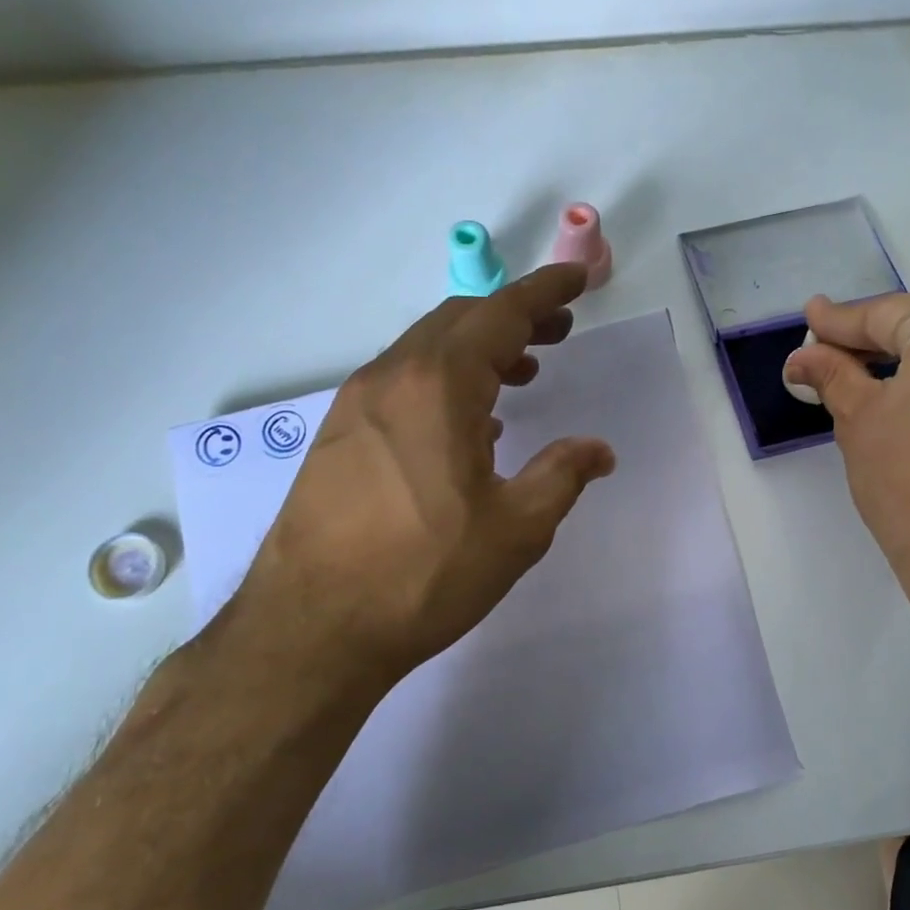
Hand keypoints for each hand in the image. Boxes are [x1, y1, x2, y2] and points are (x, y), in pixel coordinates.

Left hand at [214, 264, 616, 718]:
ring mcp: (353, 406)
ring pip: (424, 351)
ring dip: (476, 350)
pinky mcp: (334, 437)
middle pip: (458, 321)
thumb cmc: (425, 575)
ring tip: (519, 375)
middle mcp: (390, 379)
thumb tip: (597, 450)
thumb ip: (562, 476)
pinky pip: (399, 384)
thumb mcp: (516, 529)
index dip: (544, 292)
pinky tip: (464, 424)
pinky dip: (442, 381)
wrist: (312, 629)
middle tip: (556, 333)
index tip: (577, 280)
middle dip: (513, 317)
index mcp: (438, 386)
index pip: (500, 314)